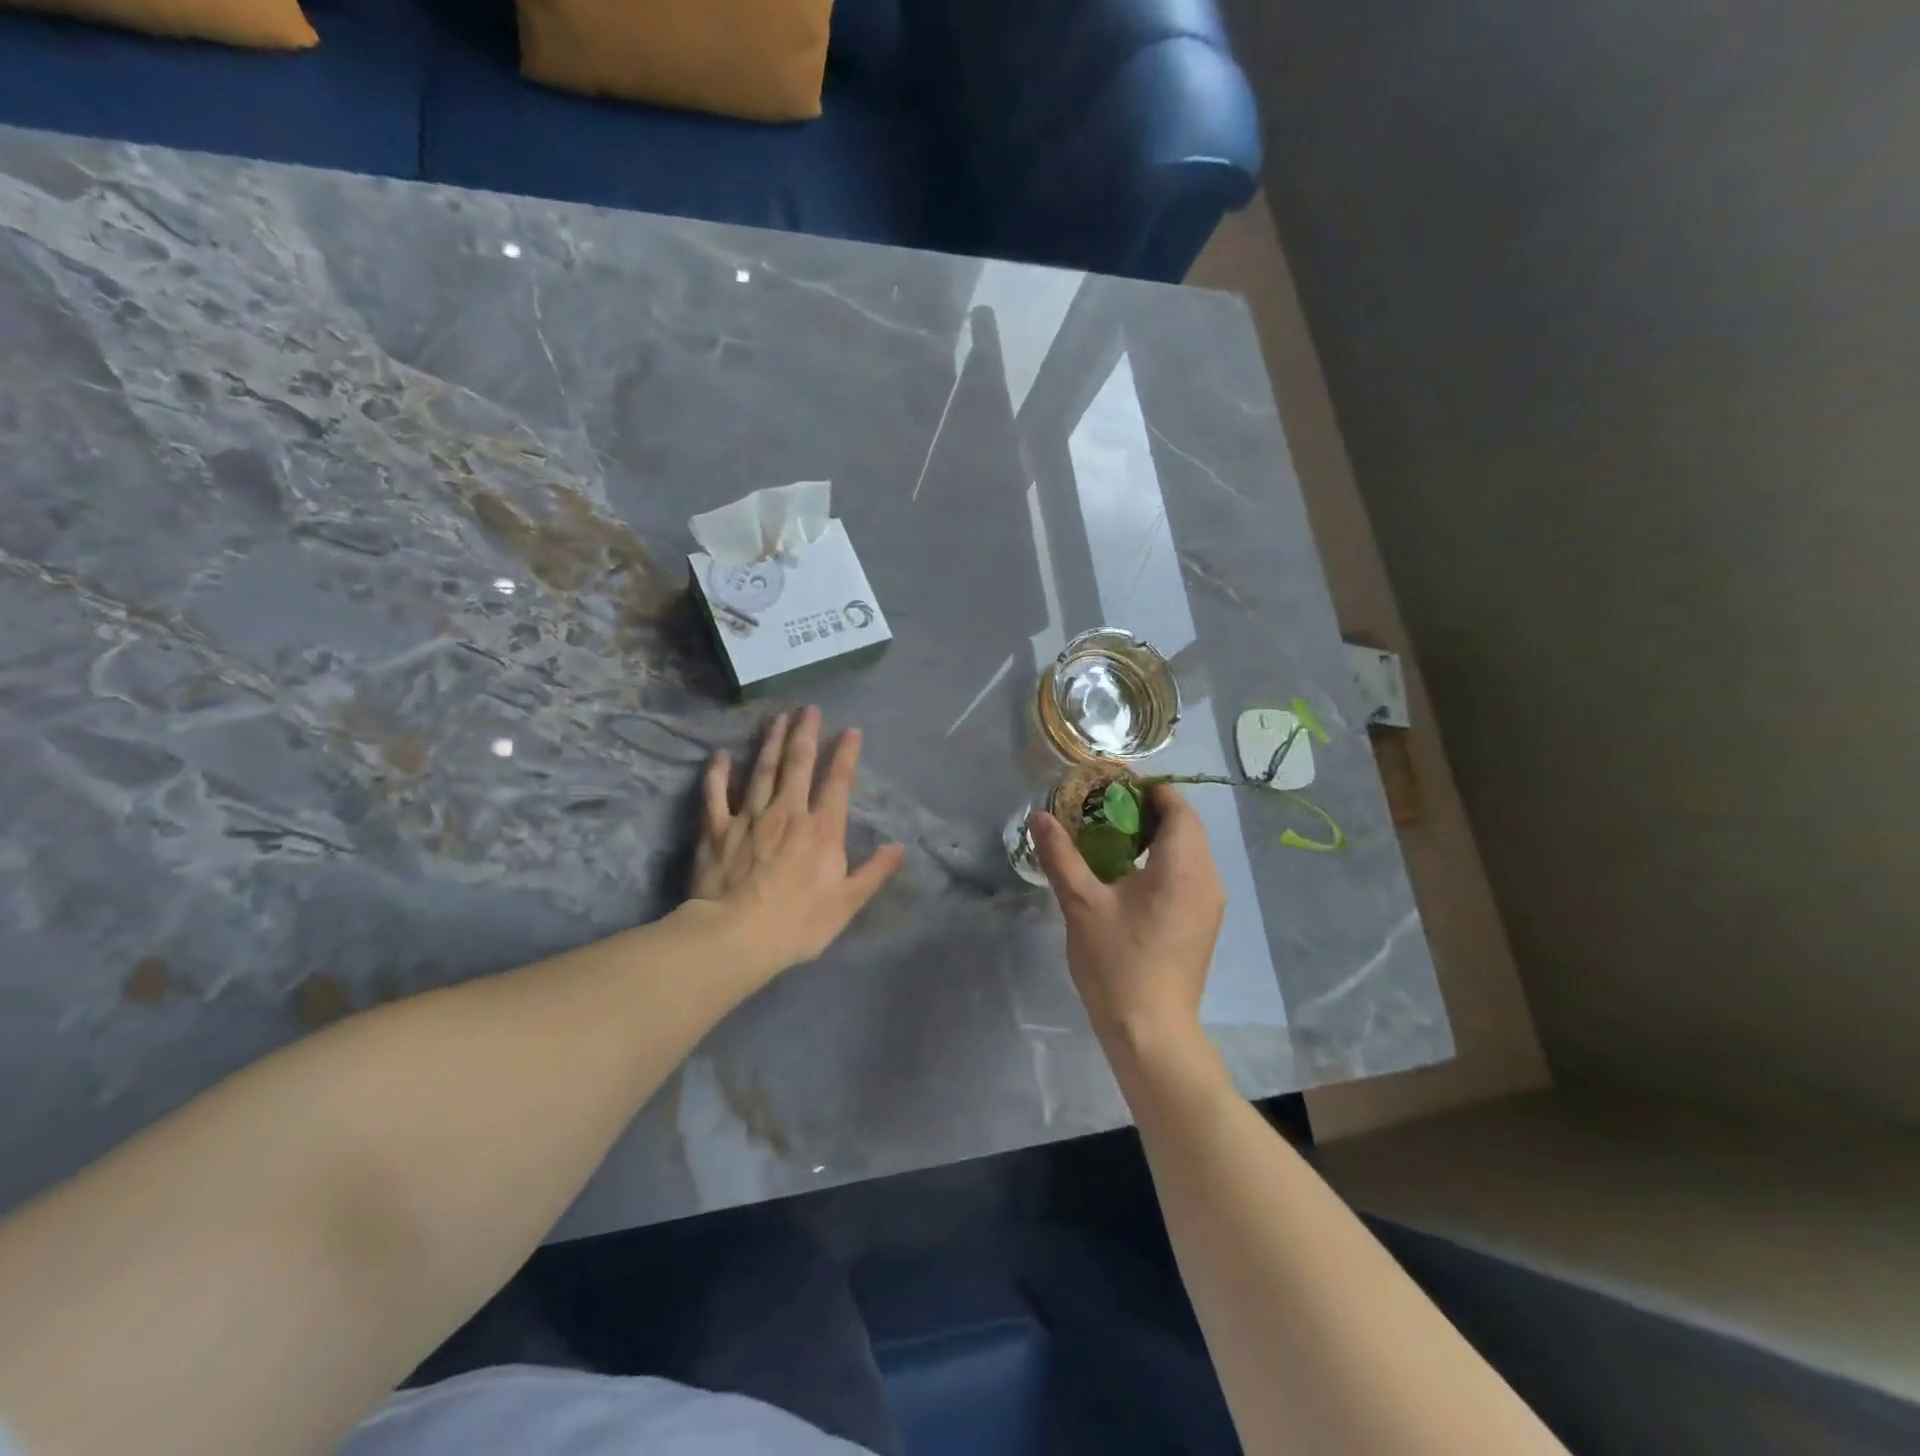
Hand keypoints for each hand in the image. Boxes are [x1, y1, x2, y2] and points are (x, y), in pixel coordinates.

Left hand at [690, 706, 905, 981]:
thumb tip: (898, 846)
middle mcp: (787, 812)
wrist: (734, 936)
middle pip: (798, 764)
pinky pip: (716, 794)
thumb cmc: (797, 923)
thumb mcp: (847, 903)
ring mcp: (749, 817)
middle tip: (808, 708)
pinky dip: (717, 773)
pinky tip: (720, 755)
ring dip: (770, 742)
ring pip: (762, 770)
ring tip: (776, 718)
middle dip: (805, 733)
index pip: (837, 782)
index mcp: (821, 829)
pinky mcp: (717, 829)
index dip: (845, 754)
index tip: (850, 730)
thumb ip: (873, 872)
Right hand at [1029, 784, 1224, 1056]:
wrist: (1151, 1031)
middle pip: (1184, 826)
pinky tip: (1128, 876)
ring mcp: (1210, 903)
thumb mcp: (1081, 903)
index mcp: (1182, 865)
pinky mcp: (1204, 922)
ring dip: (1155, 836)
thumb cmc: (1117, 963)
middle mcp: (1207, 877)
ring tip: (1110, 839)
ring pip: (1188, 851)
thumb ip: (1061, 855)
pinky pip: (1189, 874)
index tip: (1109, 786)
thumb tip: (1038, 816)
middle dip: (1147, 810)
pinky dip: (1163, 861)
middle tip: (1102, 810)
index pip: (1176, 806)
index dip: (1146, 789)